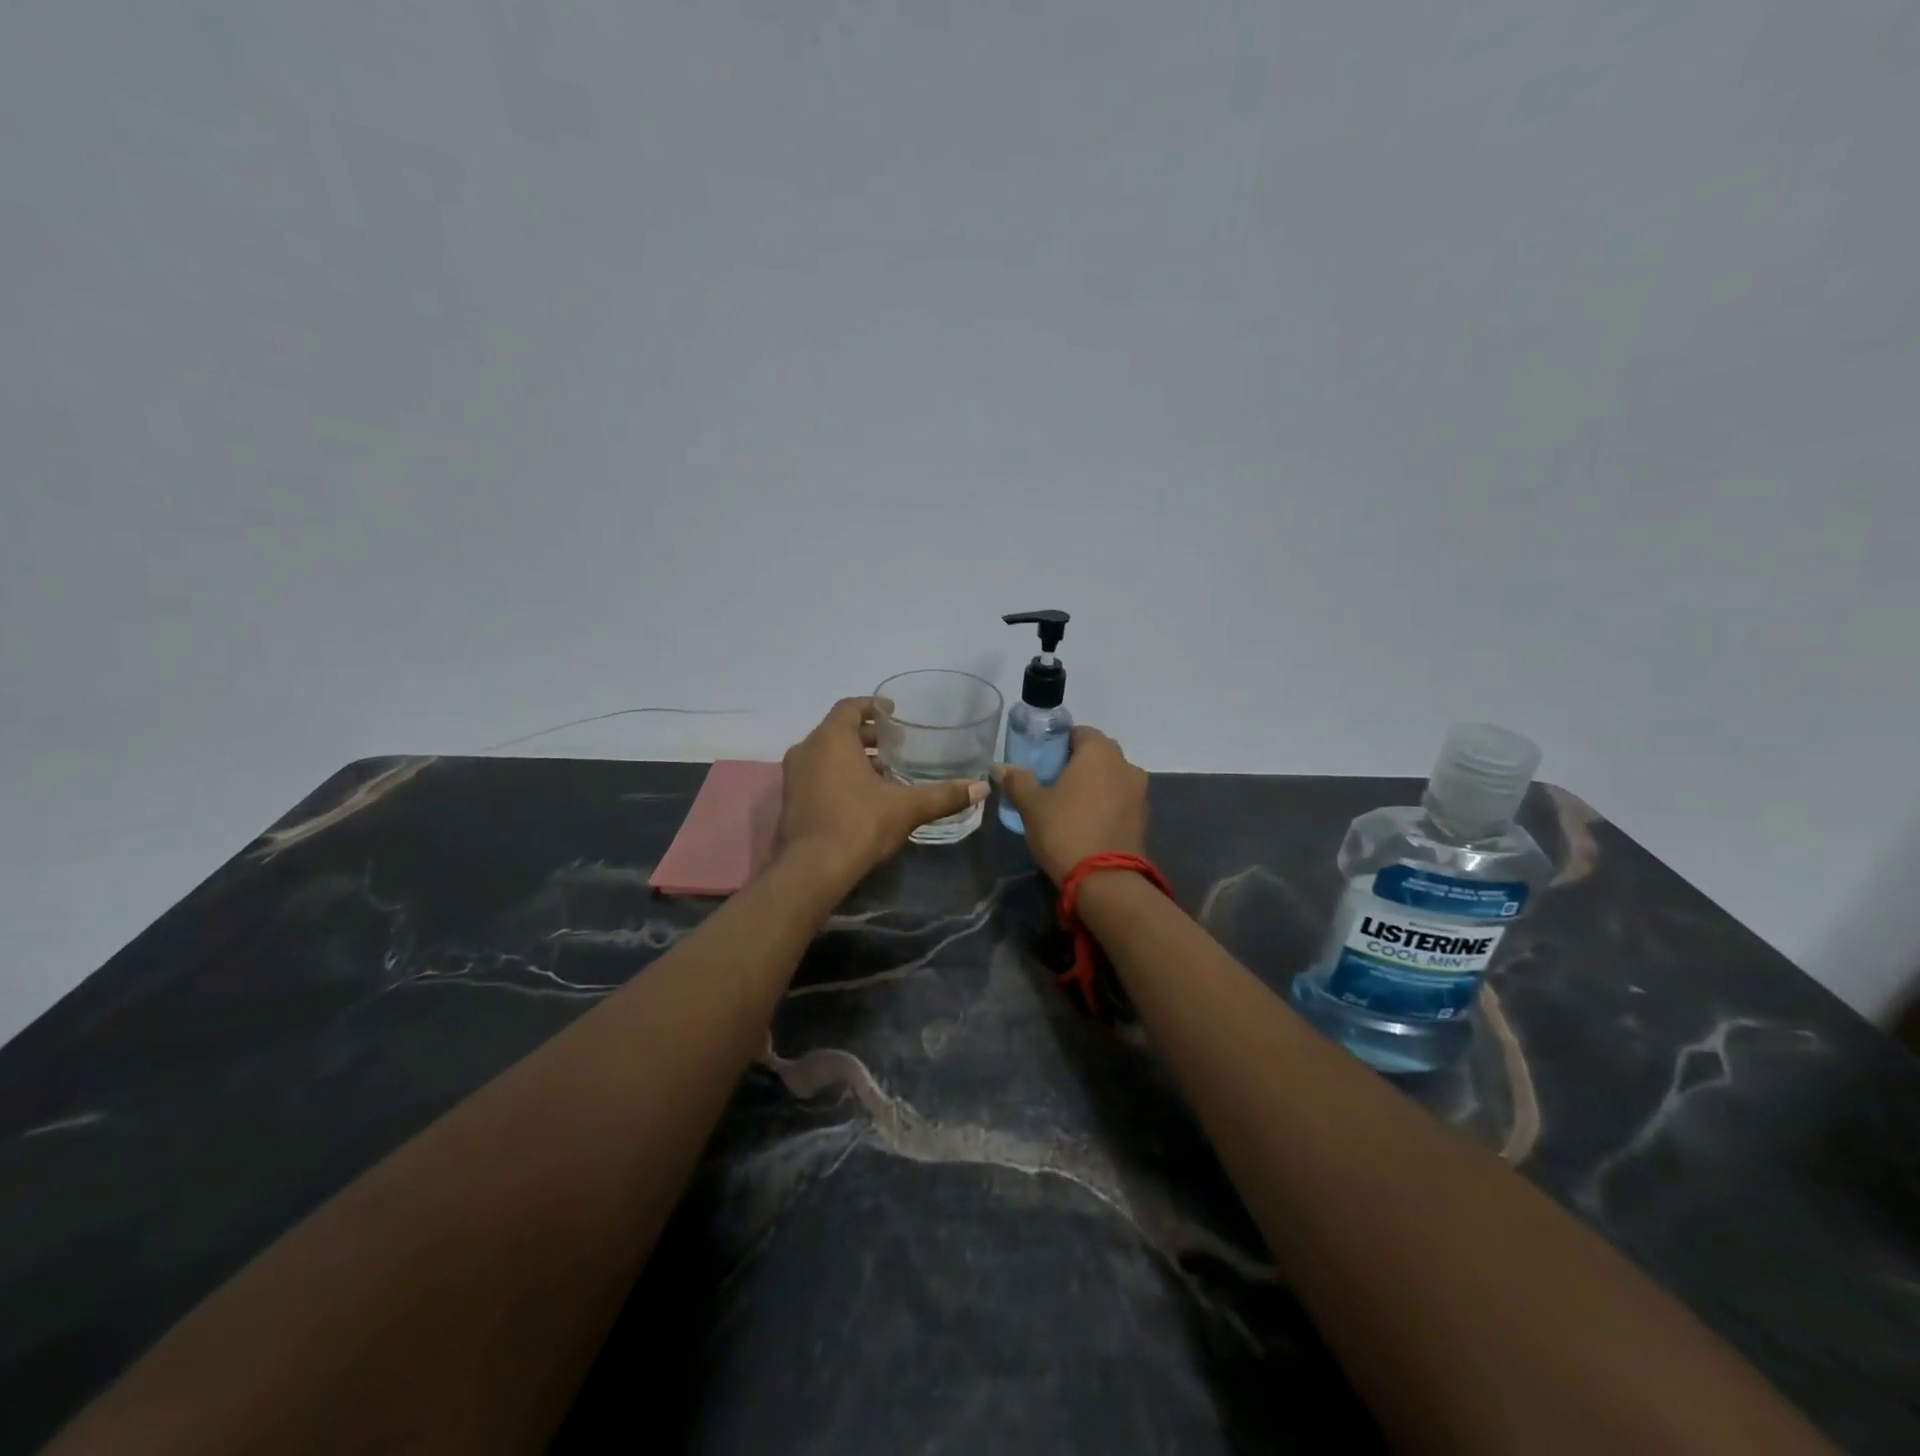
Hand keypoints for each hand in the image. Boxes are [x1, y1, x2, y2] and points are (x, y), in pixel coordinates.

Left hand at [776, 697, 987, 881]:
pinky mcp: (790, 800)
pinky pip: (817, 774)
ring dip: (852, 757)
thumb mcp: (907, 808)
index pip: (850, 707)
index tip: (893, 711)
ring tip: (884, 772)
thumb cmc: (859, 824)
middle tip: (896, 744)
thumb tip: (981, 788)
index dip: (872, 706)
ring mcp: (794, 776)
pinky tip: (863, 796)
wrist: (812, 870)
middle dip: (867, 735)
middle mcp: (807, 750)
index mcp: (831, 739)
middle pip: (838, 730)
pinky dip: (838, 775)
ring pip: (826, 754)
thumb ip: (944, 795)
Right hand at [995, 726, 1148, 882]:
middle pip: (1098, 753)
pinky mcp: (1144, 818)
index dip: (1059, 743)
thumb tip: (1000, 767)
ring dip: (1094, 784)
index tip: (1042, 761)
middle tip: (1052, 782)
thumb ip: (1017, 780)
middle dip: (1077, 763)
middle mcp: (1125, 765)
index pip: (1079, 732)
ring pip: (1112, 777)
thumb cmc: (1064, 831)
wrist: (1105, 881)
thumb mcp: (1031, 805)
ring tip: (1069, 805)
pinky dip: (1106, 804)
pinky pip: (1121, 800)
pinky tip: (1087, 823)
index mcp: (1099, 752)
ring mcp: (1139, 792)